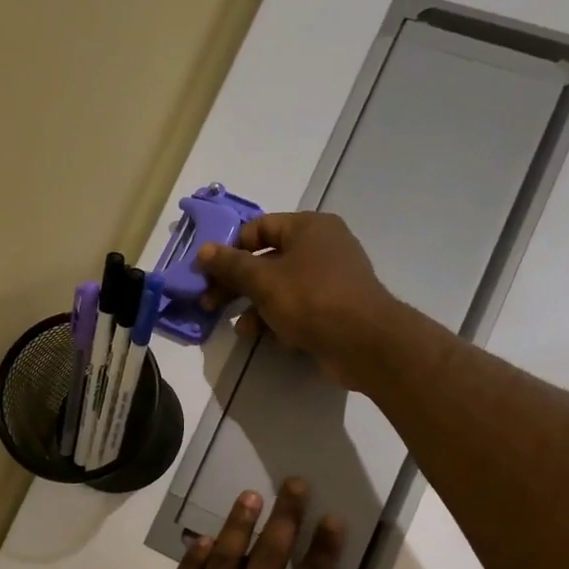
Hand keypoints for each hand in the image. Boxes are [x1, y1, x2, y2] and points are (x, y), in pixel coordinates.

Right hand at [197, 212, 400, 389]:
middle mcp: (323, 246)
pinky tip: (266, 338)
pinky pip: (299, 308)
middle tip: (211, 304)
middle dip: (238, 284)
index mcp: (309, 227)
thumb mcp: (263, 280)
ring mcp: (331, 279)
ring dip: (256, 307)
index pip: (259, 227)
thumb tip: (204, 251)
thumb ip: (231, 265)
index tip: (208, 273)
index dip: (231, 249)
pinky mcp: (335, 309)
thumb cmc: (311, 299)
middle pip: (268, 260)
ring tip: (241, 330)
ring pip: (282, 288)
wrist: (364, 342)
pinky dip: (280, 320)